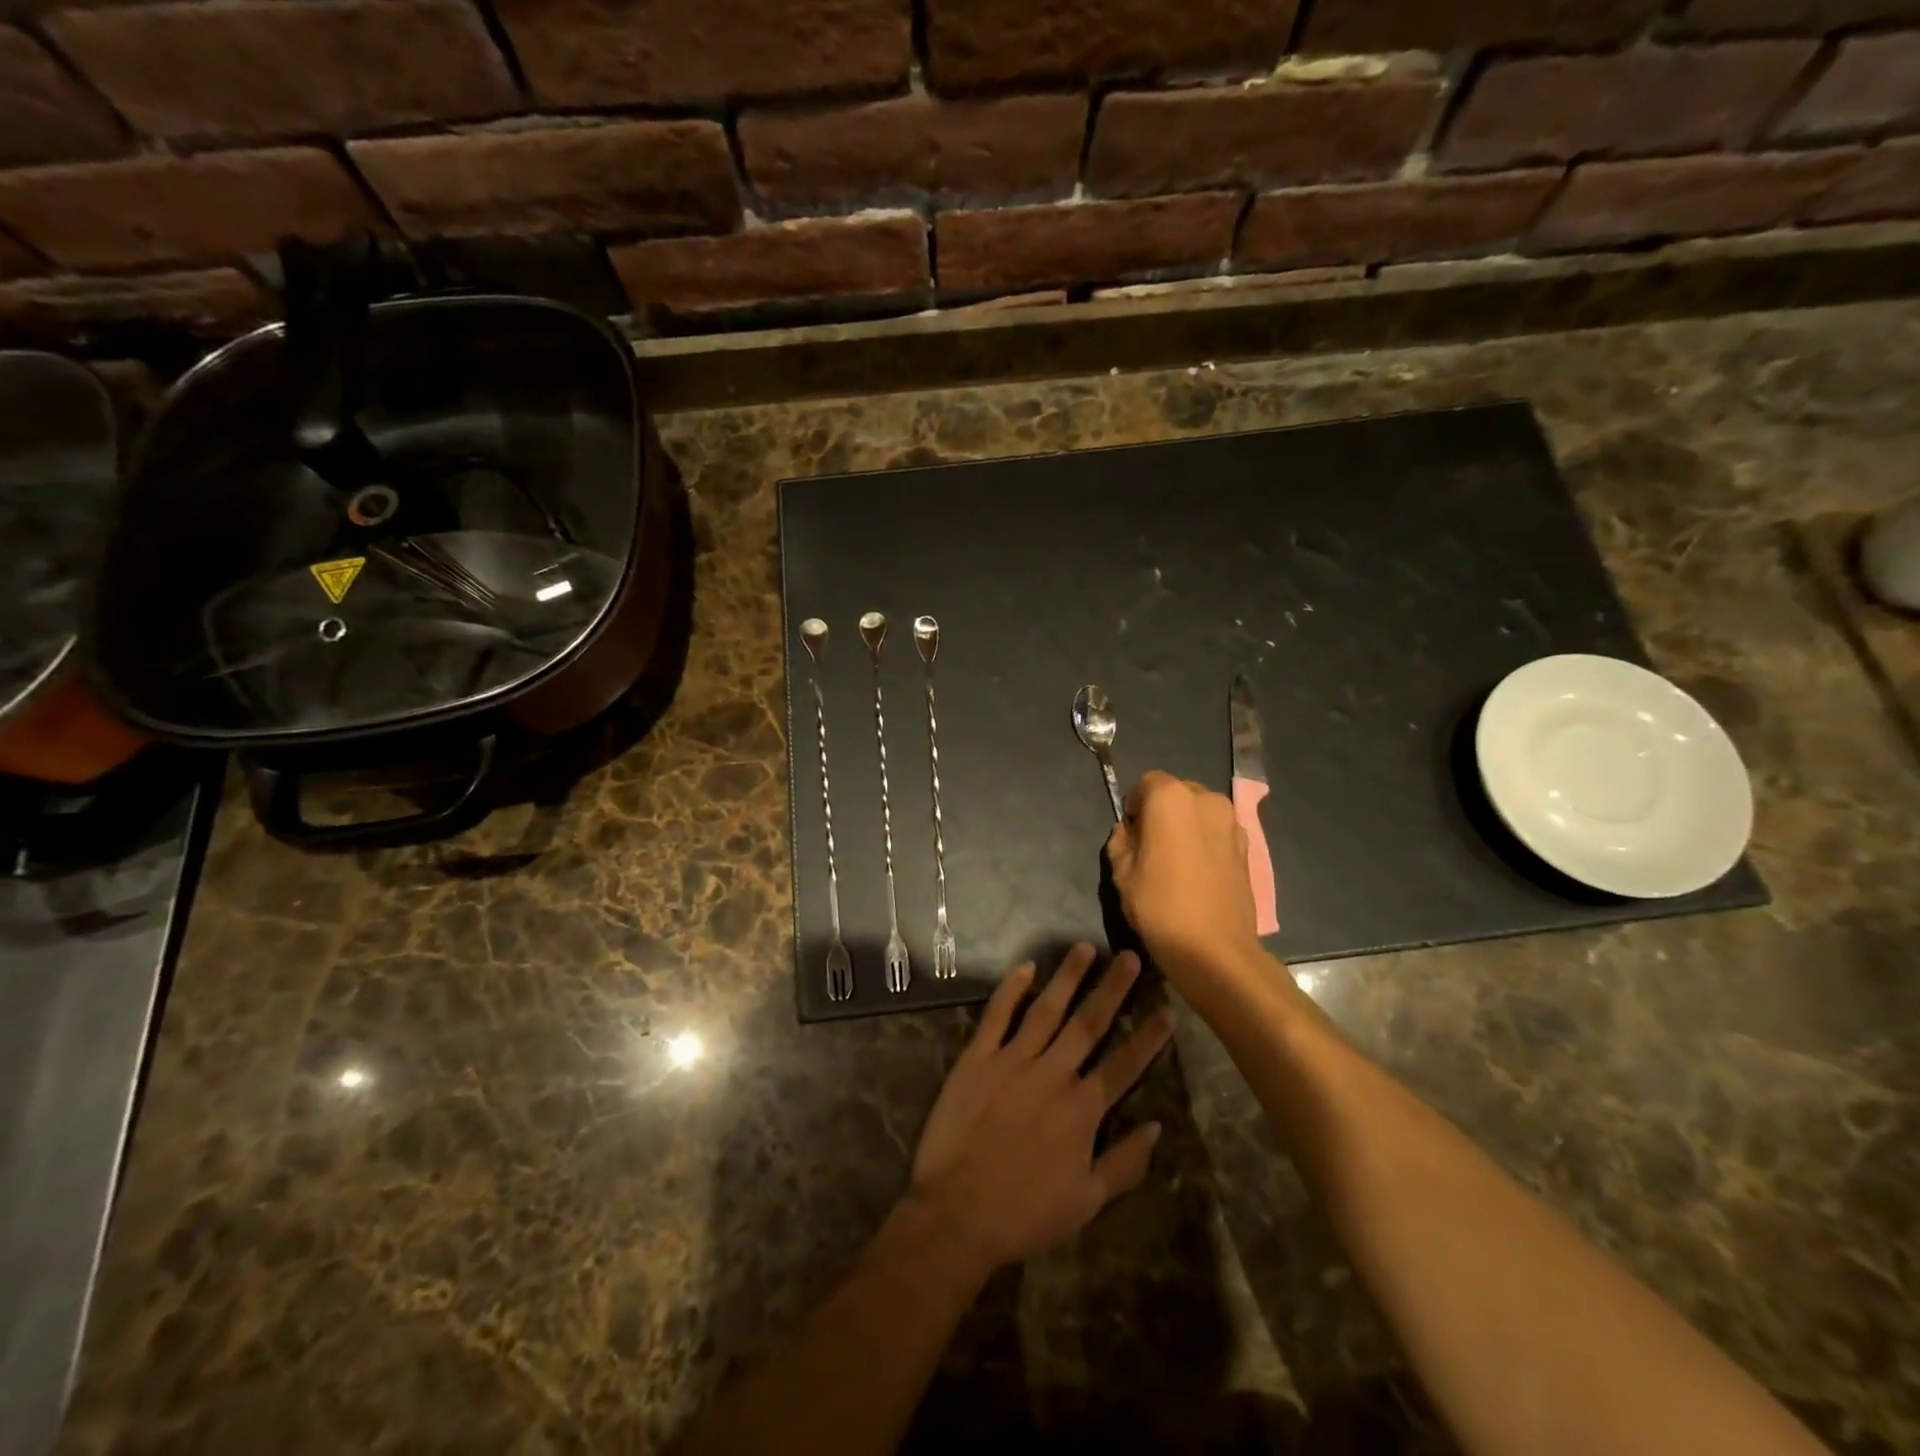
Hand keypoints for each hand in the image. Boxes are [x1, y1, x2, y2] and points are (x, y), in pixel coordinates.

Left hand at [908, 944, 1173, 1273]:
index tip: (1167, 1009)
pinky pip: (997, 1016)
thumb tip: (1156, 1128)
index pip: (1124, 1065)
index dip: (1148, 1037)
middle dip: (1112, 989)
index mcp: (1082, 1109)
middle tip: (1130, 957)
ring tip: (1085, 947)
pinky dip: (1010, 990)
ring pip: (1046, 1009)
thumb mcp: (1086, 1202)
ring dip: (1068, 977)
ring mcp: (1012, 1061)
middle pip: (1089, 1024)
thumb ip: (1124, 1162)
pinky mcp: (977, 1058)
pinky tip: (1025, 967)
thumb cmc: (1025, 1213)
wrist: (958, 1213)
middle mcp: (1052, 1074)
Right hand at [1106, 770, 1264, 984]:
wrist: (1214, 949)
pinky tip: (1198, 874)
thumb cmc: (1159, 906)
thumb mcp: (1121, 873)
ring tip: (1176, 863)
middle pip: (1177, 793)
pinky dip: (1206, 843)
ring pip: (1200, 813)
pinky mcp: (1247, 847)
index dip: (1135, 806)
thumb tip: (1129, 832)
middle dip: (1162, 812)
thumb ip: (1120, 841)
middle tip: (1151, 848)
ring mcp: (1232, 822)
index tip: (1131, 834)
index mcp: (1170, 798)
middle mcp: (1206, 799)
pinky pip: (1218, 833)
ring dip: (1186, 826)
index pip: (1146, 783)